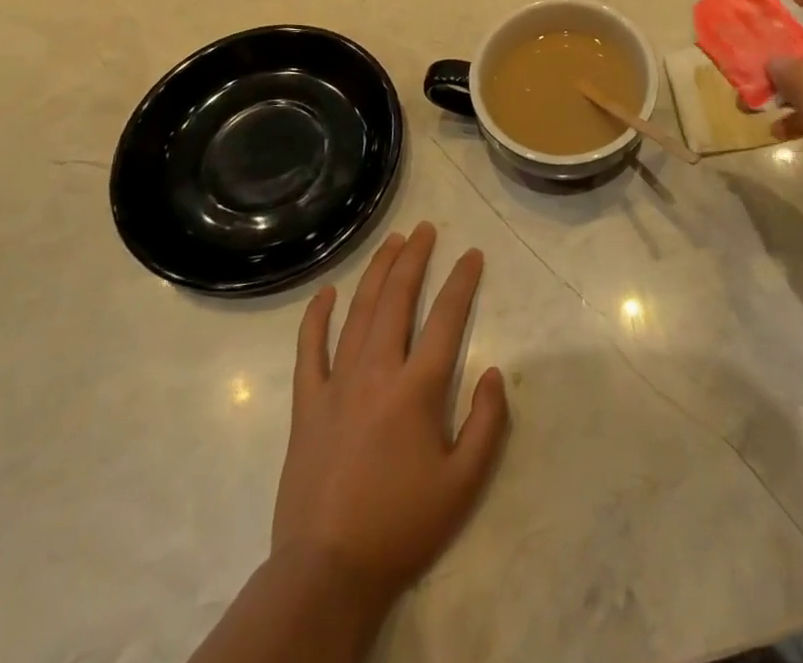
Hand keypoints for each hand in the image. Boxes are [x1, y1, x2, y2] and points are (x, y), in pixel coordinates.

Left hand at [271, 223, 509, 614]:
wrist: (327, 572)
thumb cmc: (402, 525)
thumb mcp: (464, 483)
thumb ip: (488, 423)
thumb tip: (494, 371)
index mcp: (417, 389)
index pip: (446, 318)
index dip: (462, 281)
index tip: (472, 255)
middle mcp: (377, 372)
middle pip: (397, 300)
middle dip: (414, 259)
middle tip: (425, 230)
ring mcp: (337, 385)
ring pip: (358, 313)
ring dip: (376, 273)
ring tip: (392, 243)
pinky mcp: (307, 405)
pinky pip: (310, 350)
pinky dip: (317, 317)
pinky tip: (327, 292)